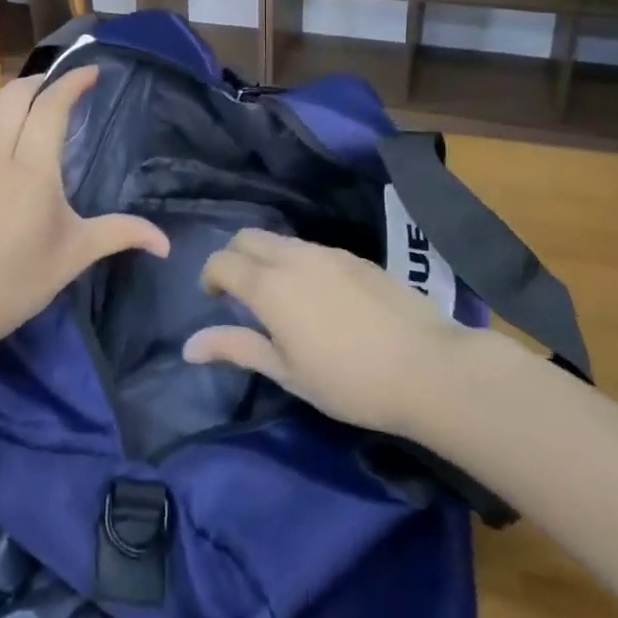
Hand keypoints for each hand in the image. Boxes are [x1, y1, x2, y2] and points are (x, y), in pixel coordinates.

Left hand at [0, 67, 168, 358]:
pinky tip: (12, 141)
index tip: (92, 71)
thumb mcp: (72, 256)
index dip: (72, 82)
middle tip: (65, 84)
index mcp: (31, 170)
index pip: (50, 107)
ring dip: (18, 95)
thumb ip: (119, 235)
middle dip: (41, 79)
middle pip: (14, 94)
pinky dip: (1, 117)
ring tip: (40, 104)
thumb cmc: (14, 282)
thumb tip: (165, 242)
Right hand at [183, 229, 473, 438]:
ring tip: (279, 297)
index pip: (222, 261)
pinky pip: (311, 248)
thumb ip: (236, 348)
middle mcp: (293, 257)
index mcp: (268, 285)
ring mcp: (327, 252)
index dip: (210, 277)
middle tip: (239, 293)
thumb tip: (189, 345)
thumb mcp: (286, 372)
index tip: (214, 300)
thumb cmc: (348, 380)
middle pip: (247, 237)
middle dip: (233, 257)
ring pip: (280, 240)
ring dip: (265, 258)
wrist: (428, 368)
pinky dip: (296, 261)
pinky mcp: (355, 257)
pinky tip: (317, 297)